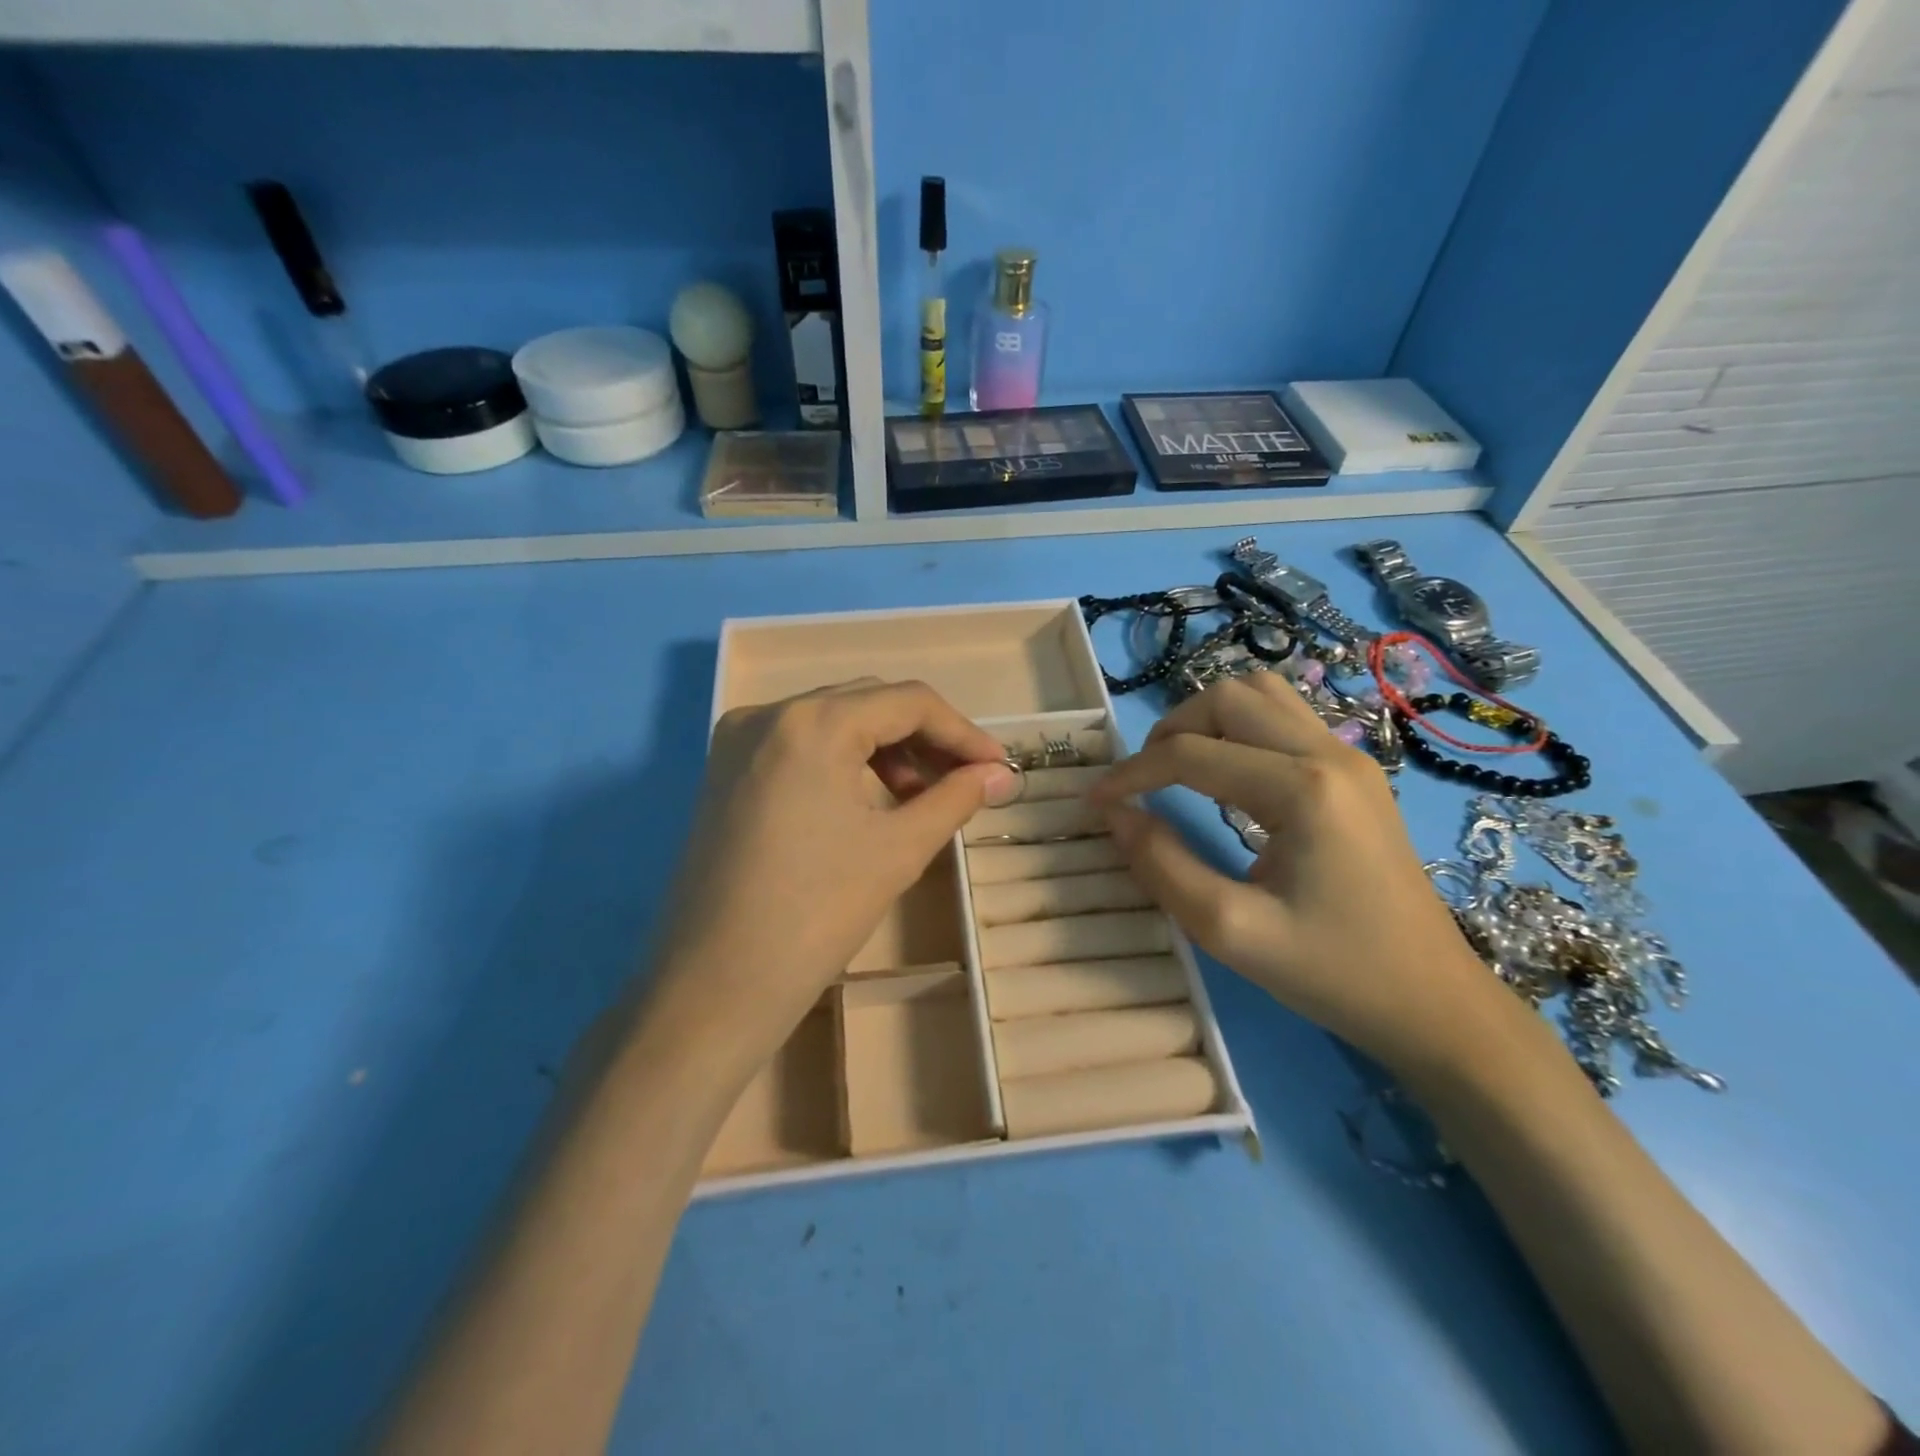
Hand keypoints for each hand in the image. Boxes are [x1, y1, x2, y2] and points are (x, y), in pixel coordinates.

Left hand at [640, 679, 1015, 1073]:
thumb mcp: (898, 849)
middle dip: (925, 738)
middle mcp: (768, 713)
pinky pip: (800, 745)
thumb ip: (955, 797)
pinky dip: (844, 761)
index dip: (962, 733)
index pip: (907, 702)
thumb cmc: (815, 915)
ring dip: (885, 749)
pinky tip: (869, 800)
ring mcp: (738, 741)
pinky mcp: (725, 772)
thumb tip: (1001, 774)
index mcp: (811, 722)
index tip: (997, 769)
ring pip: (833, 721)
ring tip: (920, 796)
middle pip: (868, 703)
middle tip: (965, 781)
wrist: (715, 987)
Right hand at [1088, 672, 1506, 1079]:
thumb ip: (1161, 865)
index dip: (1131, 774)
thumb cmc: (1333, 973)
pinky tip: (1226, 775)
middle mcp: (1329, 753)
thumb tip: (1114, 814)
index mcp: (1302, 790)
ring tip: (1180, 768)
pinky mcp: (1355, 772)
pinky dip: (1239, 729)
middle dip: (1170, 731)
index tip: (1093, 802)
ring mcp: (1349, 757)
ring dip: (1207, 720)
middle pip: (1228, 697)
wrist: (1434, 1003)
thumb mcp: (1230, 930)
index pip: (1190, 753)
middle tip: (1144, 782)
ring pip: (1260, 694)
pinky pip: (1285, 717)